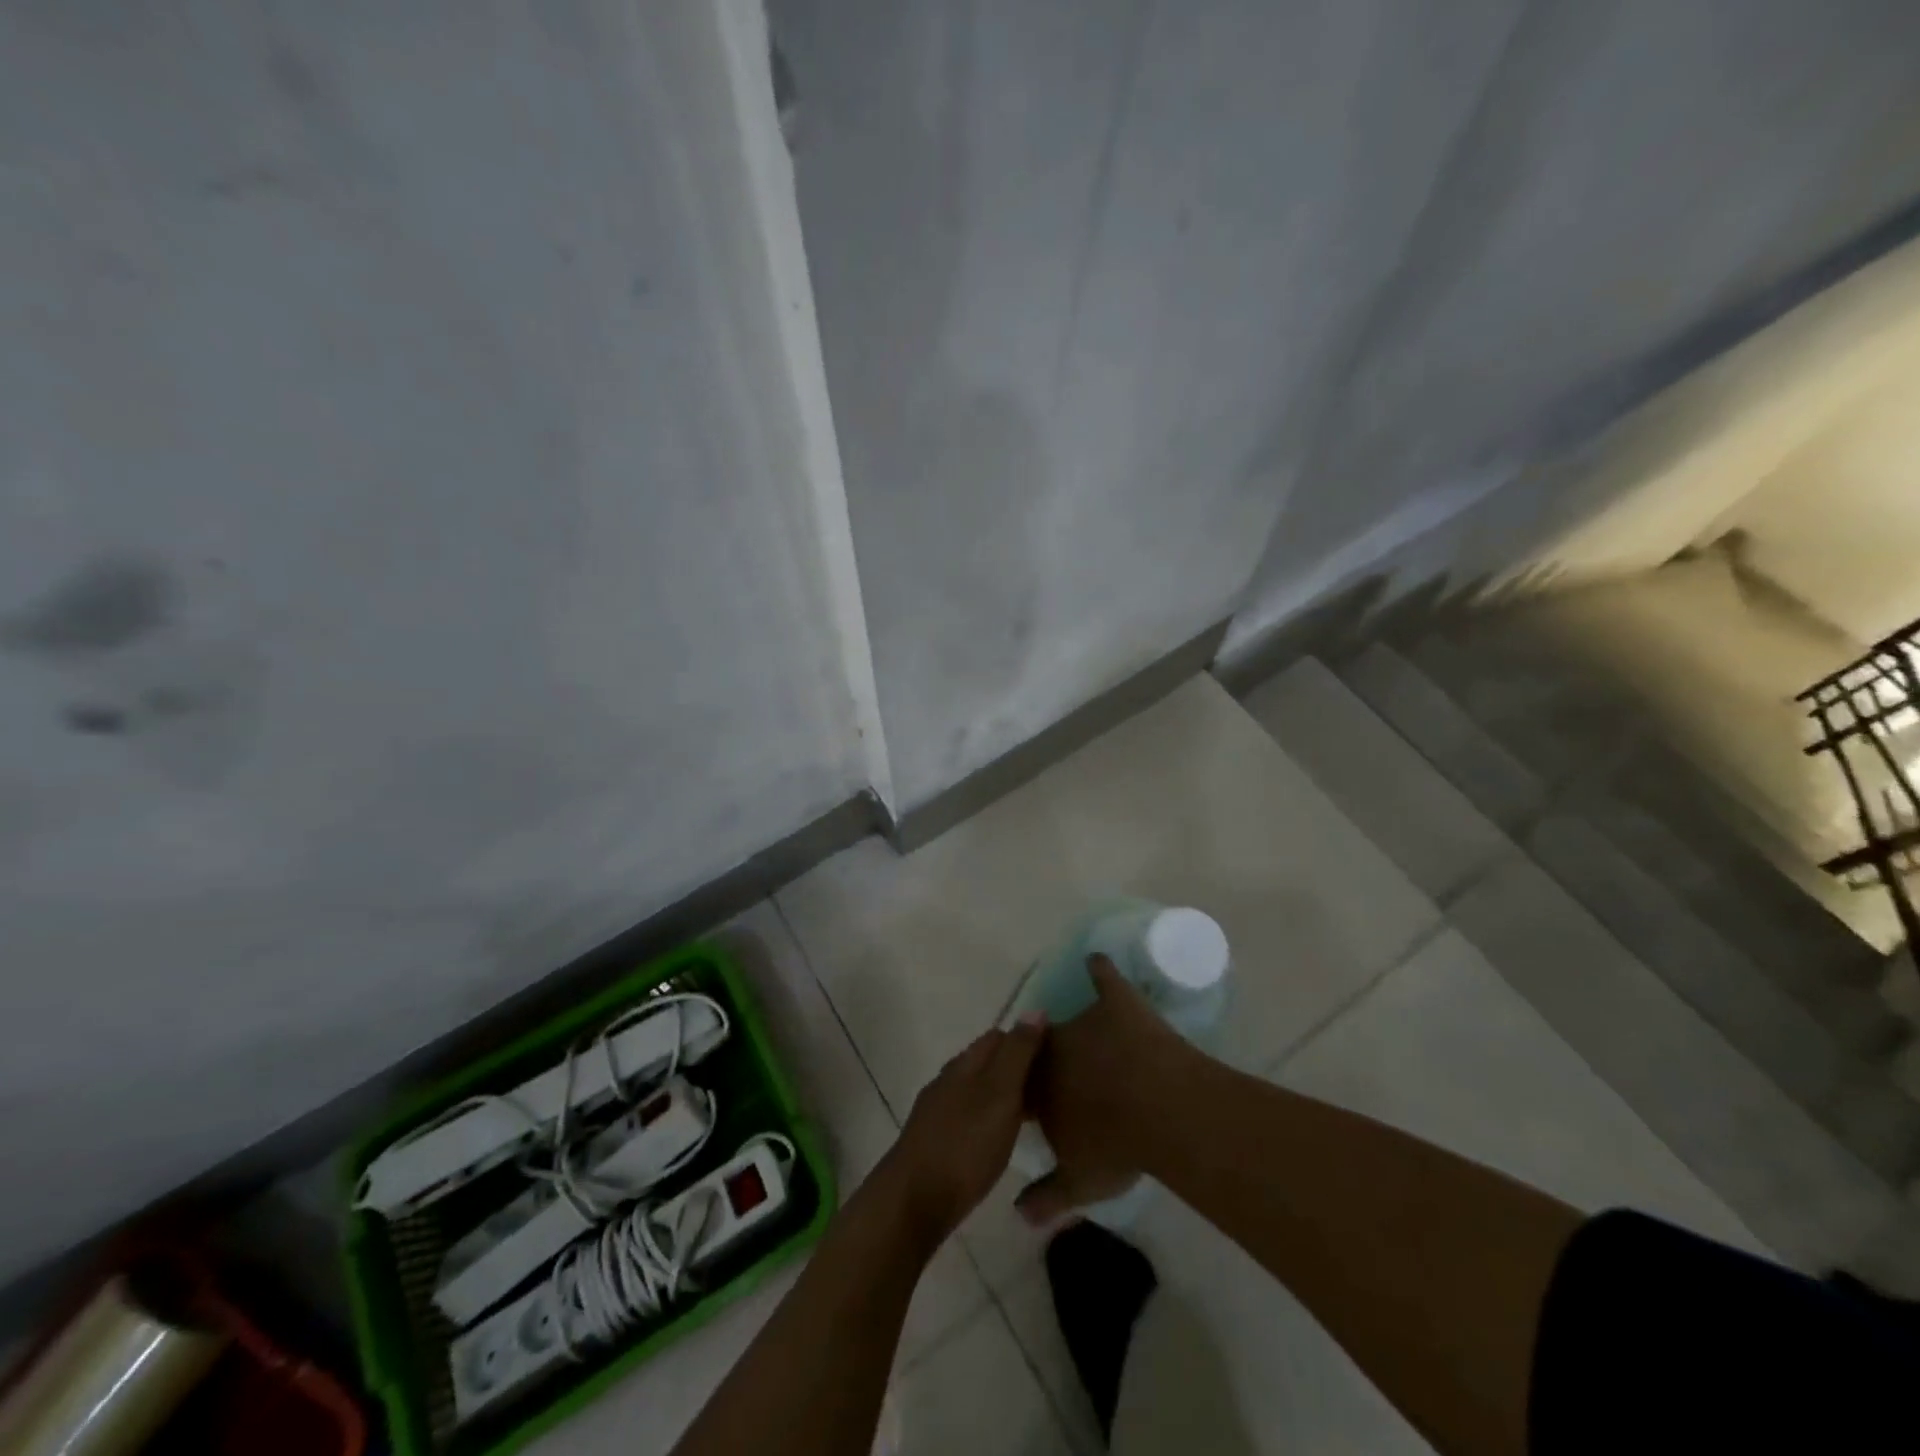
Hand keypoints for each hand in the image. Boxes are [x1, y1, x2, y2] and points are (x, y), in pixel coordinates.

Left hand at [876, 1015, 1046, 1244]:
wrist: (914, 1201)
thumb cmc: (965, 1144)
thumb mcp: (1000, 1094)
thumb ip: (1018, 1053)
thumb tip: (1035, 1009)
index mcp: (964, 1064)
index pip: (999, 1036)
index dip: (1027, 1039)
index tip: (1057, 1056)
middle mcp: (948, 1080)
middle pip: (986, 1061)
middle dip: (1016, 1067)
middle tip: (1052, 1087)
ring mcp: (938, 1110)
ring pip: (977, 1089)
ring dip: (1002, 1094)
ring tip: (1034, 1112)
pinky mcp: (934, 1140)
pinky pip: (969, 1115)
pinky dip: (989, 1117)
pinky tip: (1000, 1137)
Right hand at [1017, 954, 1197, 1226]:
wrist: (1162, 1110)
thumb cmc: (1117, 1149)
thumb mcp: (1080, 1184)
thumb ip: (1047, 1198)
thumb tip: (1017, 1217)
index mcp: (1038, 1088)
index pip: (1021, 1085)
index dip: (1028, 1092)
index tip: (1036, 1101)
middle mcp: (1052, 1048)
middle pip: (1041, 1048)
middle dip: (1048, 1059)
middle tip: (1067, 1072)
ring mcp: (1085, 1021)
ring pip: (1071, 1018)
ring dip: (1077, 1029)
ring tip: (1090, 1038)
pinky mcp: (1116, 1000)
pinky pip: (1102, 975)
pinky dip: (1099, 968)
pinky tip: (1096, 960)